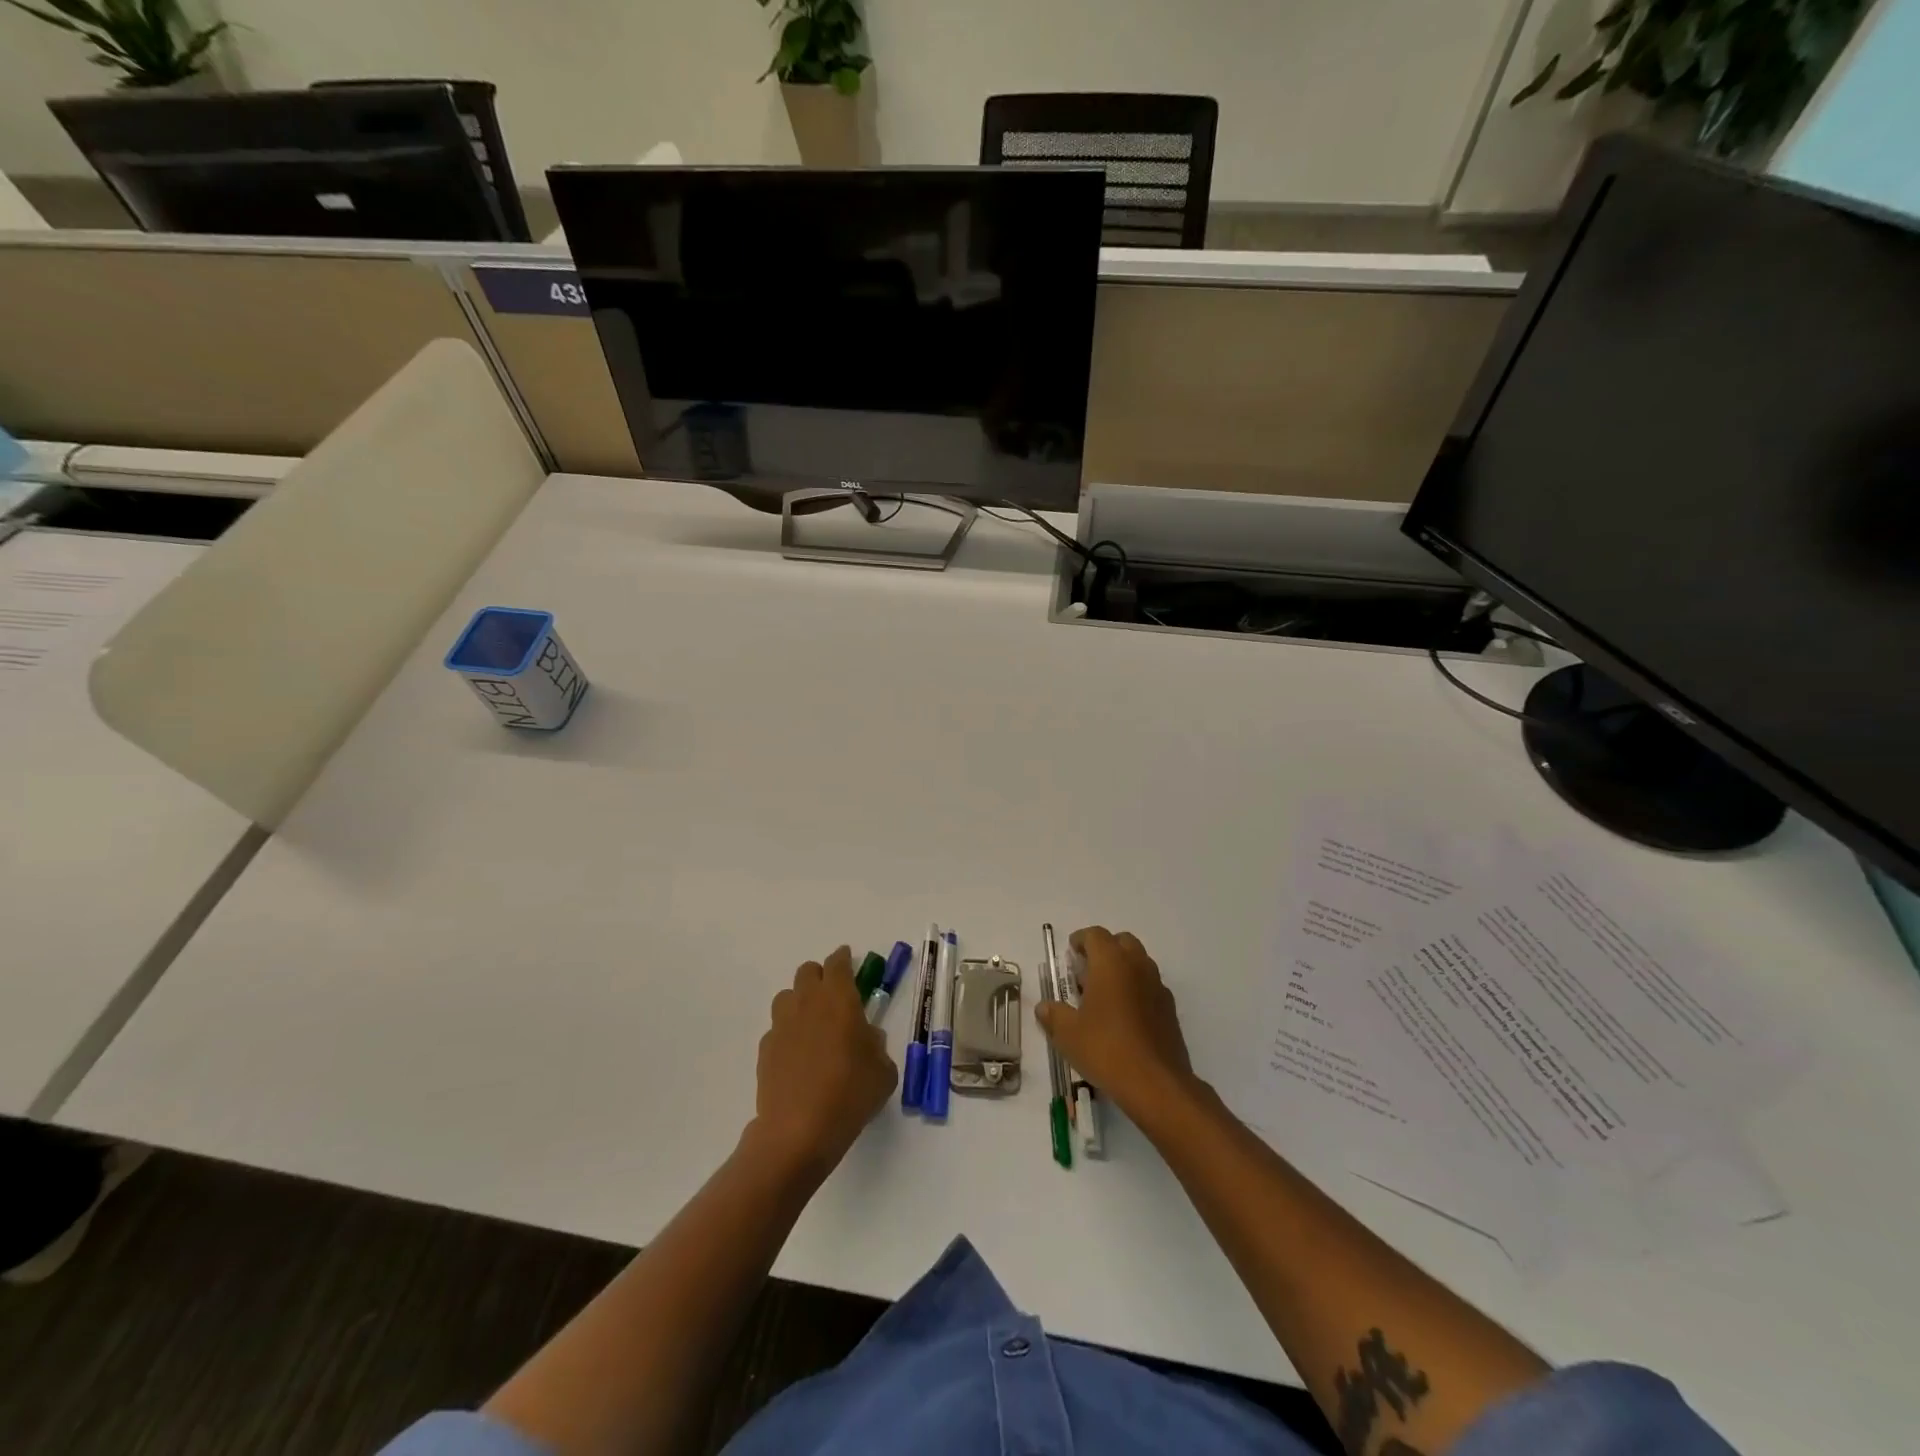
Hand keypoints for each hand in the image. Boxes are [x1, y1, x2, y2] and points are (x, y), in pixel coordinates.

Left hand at [748, 946, 897, 1180]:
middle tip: (835, 996)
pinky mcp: (765, 1049)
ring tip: (813, 1025)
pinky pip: (777, 1028)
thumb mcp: (883, 1071)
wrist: (798, 1131)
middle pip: (808, 972)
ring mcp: (782, 1025)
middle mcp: (807, 1003)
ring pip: (787, 996)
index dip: (844, 959)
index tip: (849, 961)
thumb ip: (876, 1046)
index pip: (838, 963)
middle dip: (821, 977)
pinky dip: (788, 1033)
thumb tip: (867, 1037)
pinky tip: (798, 1056)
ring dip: (800, 1001)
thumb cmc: (850, 1094)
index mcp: (839, 999)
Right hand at [1036, 927, 1197, 1119]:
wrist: (1156, 1084)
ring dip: (1122, 969)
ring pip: (1139, 963)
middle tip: (1086, 971)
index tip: (1070, 954)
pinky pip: (1150, 986)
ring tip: (1103, 995)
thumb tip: (1044, 1007)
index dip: (1080, 940)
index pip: (1095, 935)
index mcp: (1111, 962)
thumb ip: (1053, 1015)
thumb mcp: (1068, 1034)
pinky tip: (1124, 1017)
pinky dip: (1136, 990)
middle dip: (1104, 950)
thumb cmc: (1106, 1049)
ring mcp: (1157, 986)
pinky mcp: (1170, 1009)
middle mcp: (1137, 966)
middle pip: (1121, 942)